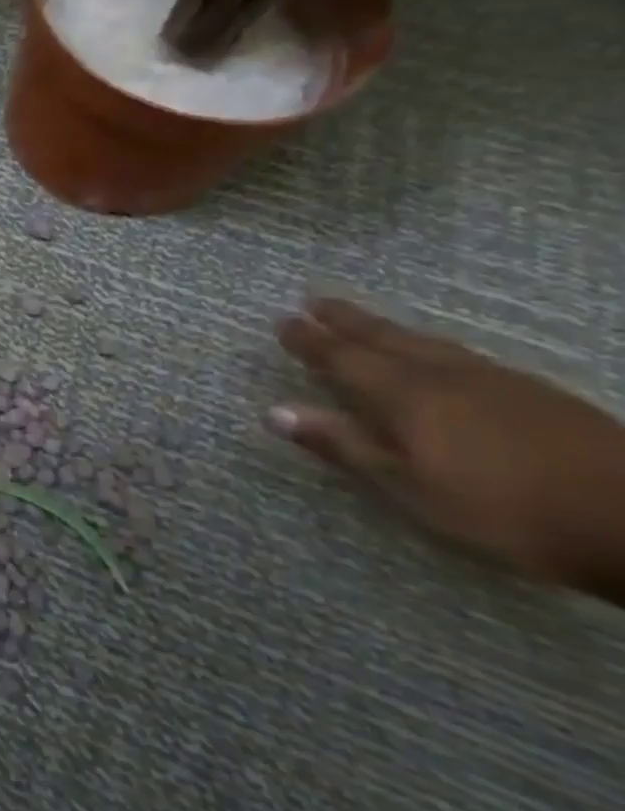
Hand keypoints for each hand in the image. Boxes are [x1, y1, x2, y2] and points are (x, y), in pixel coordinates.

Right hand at [271, 296, 624, 595]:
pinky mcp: (536, 394)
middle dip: (347, 320)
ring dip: (389, 329)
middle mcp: (444, 376)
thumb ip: (344, 445)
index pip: (343, 358)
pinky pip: (463, 355)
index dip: (310, 340)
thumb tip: (275, 411)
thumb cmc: (502, 510)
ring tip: (366, 320)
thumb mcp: (409, 487)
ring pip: (428, 343)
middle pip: (386, 339)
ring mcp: (496, 382)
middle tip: (316, 300)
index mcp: (406, 395)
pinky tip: (438, 355)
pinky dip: (431, 345)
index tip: (283, 321)